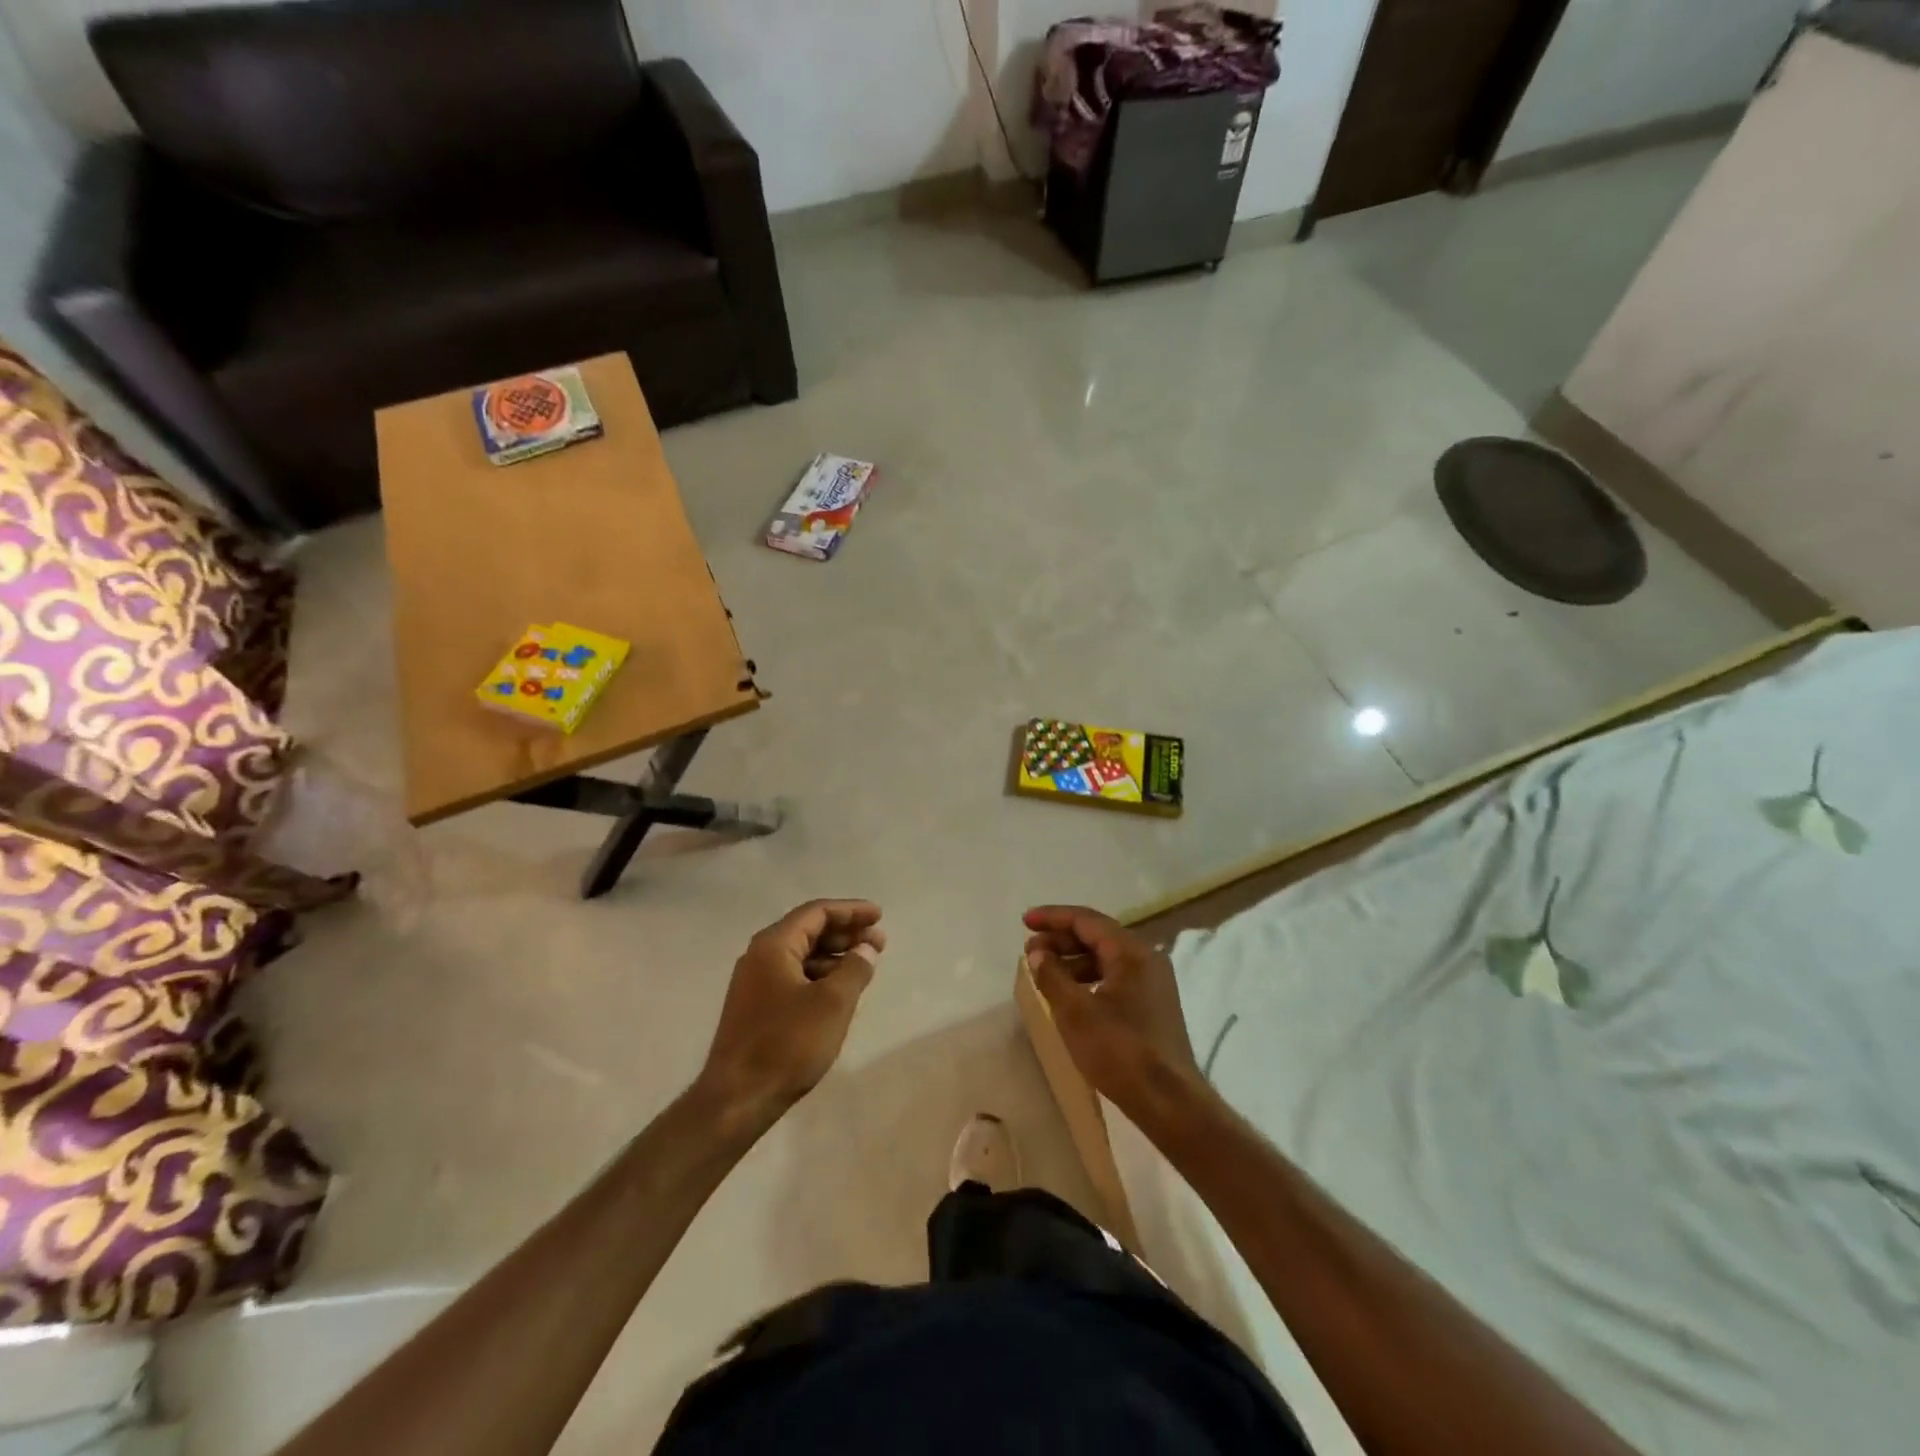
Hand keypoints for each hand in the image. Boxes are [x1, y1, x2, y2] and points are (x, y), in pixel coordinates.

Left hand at [695, 900, 884, 1130]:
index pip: (817, 912)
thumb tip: (866, 949)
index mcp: (774, 945)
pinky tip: (840, 990)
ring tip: (865, 965)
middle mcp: (760, 956)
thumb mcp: (832, 1003)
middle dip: (845, 932)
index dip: (851, 910)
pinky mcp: (756, 1007)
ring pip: (802, 955)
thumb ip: (854, 968)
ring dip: (835, 955)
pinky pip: (794, 976)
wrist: (737, 1099)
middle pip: (808, 930)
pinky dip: (820, 975)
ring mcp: (755, 983)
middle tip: (879, 942)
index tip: (879, 916)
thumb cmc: (787, 1044)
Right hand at [1024, 905, 1205, 1120]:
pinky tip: (1071, 995)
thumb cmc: (1120, 1051)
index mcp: (1131, 952)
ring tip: (1045, 973)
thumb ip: (1052, 976)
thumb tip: (1038, 953)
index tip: (1025, 922)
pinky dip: (1089, 978)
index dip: (1053, 917)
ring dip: (1073, 960)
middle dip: (1061, 939)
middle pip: (1098, 936)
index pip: (1086, 920)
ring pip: (1106, 958)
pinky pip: (1115, 977)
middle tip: (1030, 951)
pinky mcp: (1153, 1005)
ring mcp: (1153, 983)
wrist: (1169, 1102)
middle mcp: (1146, 959)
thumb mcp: (1075, 1012)